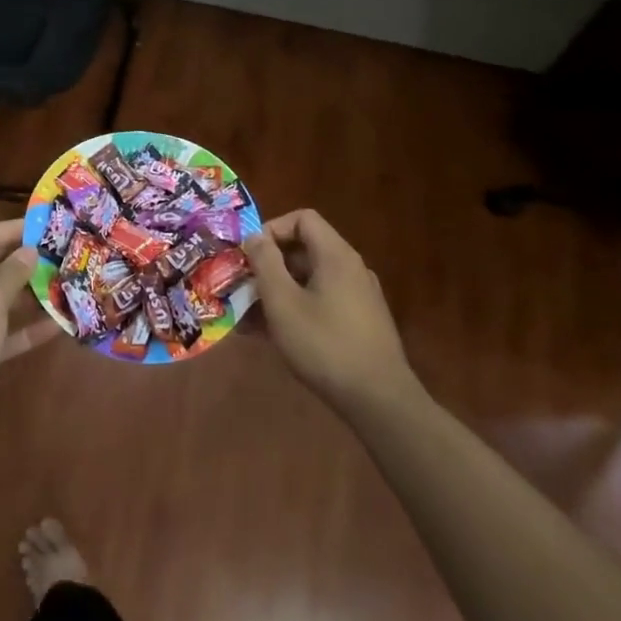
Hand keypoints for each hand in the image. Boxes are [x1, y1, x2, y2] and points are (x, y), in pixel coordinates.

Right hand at [243, 210, 420, 418]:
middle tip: (241, 288)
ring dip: (276, 292)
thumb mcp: (283, 302)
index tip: (250, 255)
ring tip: (247, 318)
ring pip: (308, 281)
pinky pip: (320, 302)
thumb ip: (265, 263)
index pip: (302, 219)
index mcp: (336, 256)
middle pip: (303, 250)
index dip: (272, 229)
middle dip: (268, 266)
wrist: (379, 401)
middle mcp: (351, 269)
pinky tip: (271, 336)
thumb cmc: (325, 344)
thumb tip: (254, 236)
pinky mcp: (359, 323)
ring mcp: (358, 297)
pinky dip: (295, 309)